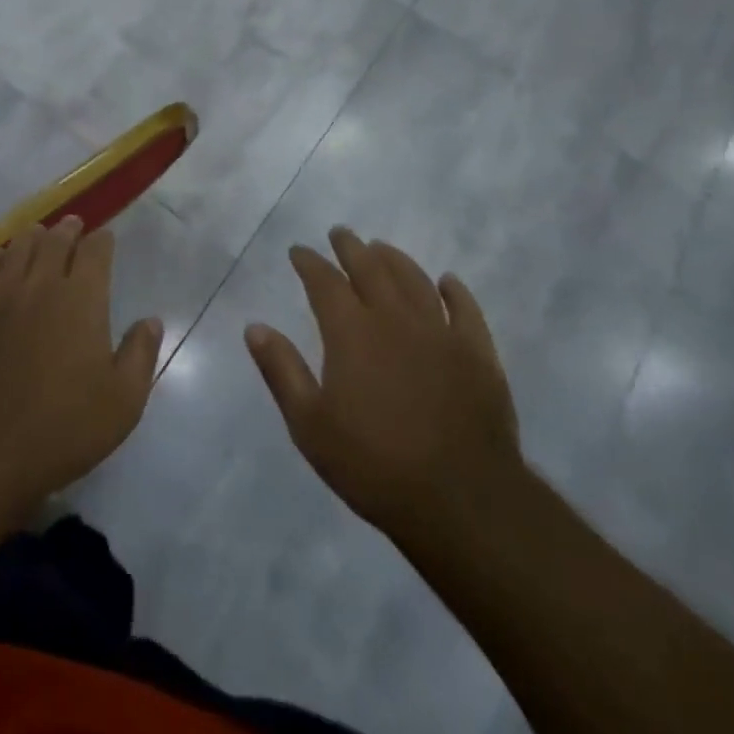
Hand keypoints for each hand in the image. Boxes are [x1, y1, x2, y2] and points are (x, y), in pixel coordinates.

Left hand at [0, 218, 162, 515]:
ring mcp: (0, 297)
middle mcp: (42, 286)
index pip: (95, 253)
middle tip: (72, 225)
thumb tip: (151, 320)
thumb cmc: (64, 427)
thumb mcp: (123, 401)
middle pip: (55, 242)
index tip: (105, 238)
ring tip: (38, 232)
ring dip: (31, 237)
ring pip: (17, 250)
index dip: (102, 241)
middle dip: (67, 230)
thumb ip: (140, 354)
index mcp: (83, 300)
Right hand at [245, 229, 522, 542]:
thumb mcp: (310, 424)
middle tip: (340, 233)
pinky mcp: (478, 354)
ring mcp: (441, 333)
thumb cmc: (374, 464)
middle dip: (351, 248)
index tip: (298, 251)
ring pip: (415, 280)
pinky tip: (446, 282)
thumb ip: (281, 370)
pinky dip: (454, 291)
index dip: (309, 262)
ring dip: (395, 259)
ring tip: (381, 247)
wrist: (462, 500)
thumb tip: (254, 327)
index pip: (324, 281)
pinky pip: (466, 310)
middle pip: (371, 268)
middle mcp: (395, 319)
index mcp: (351, 332)